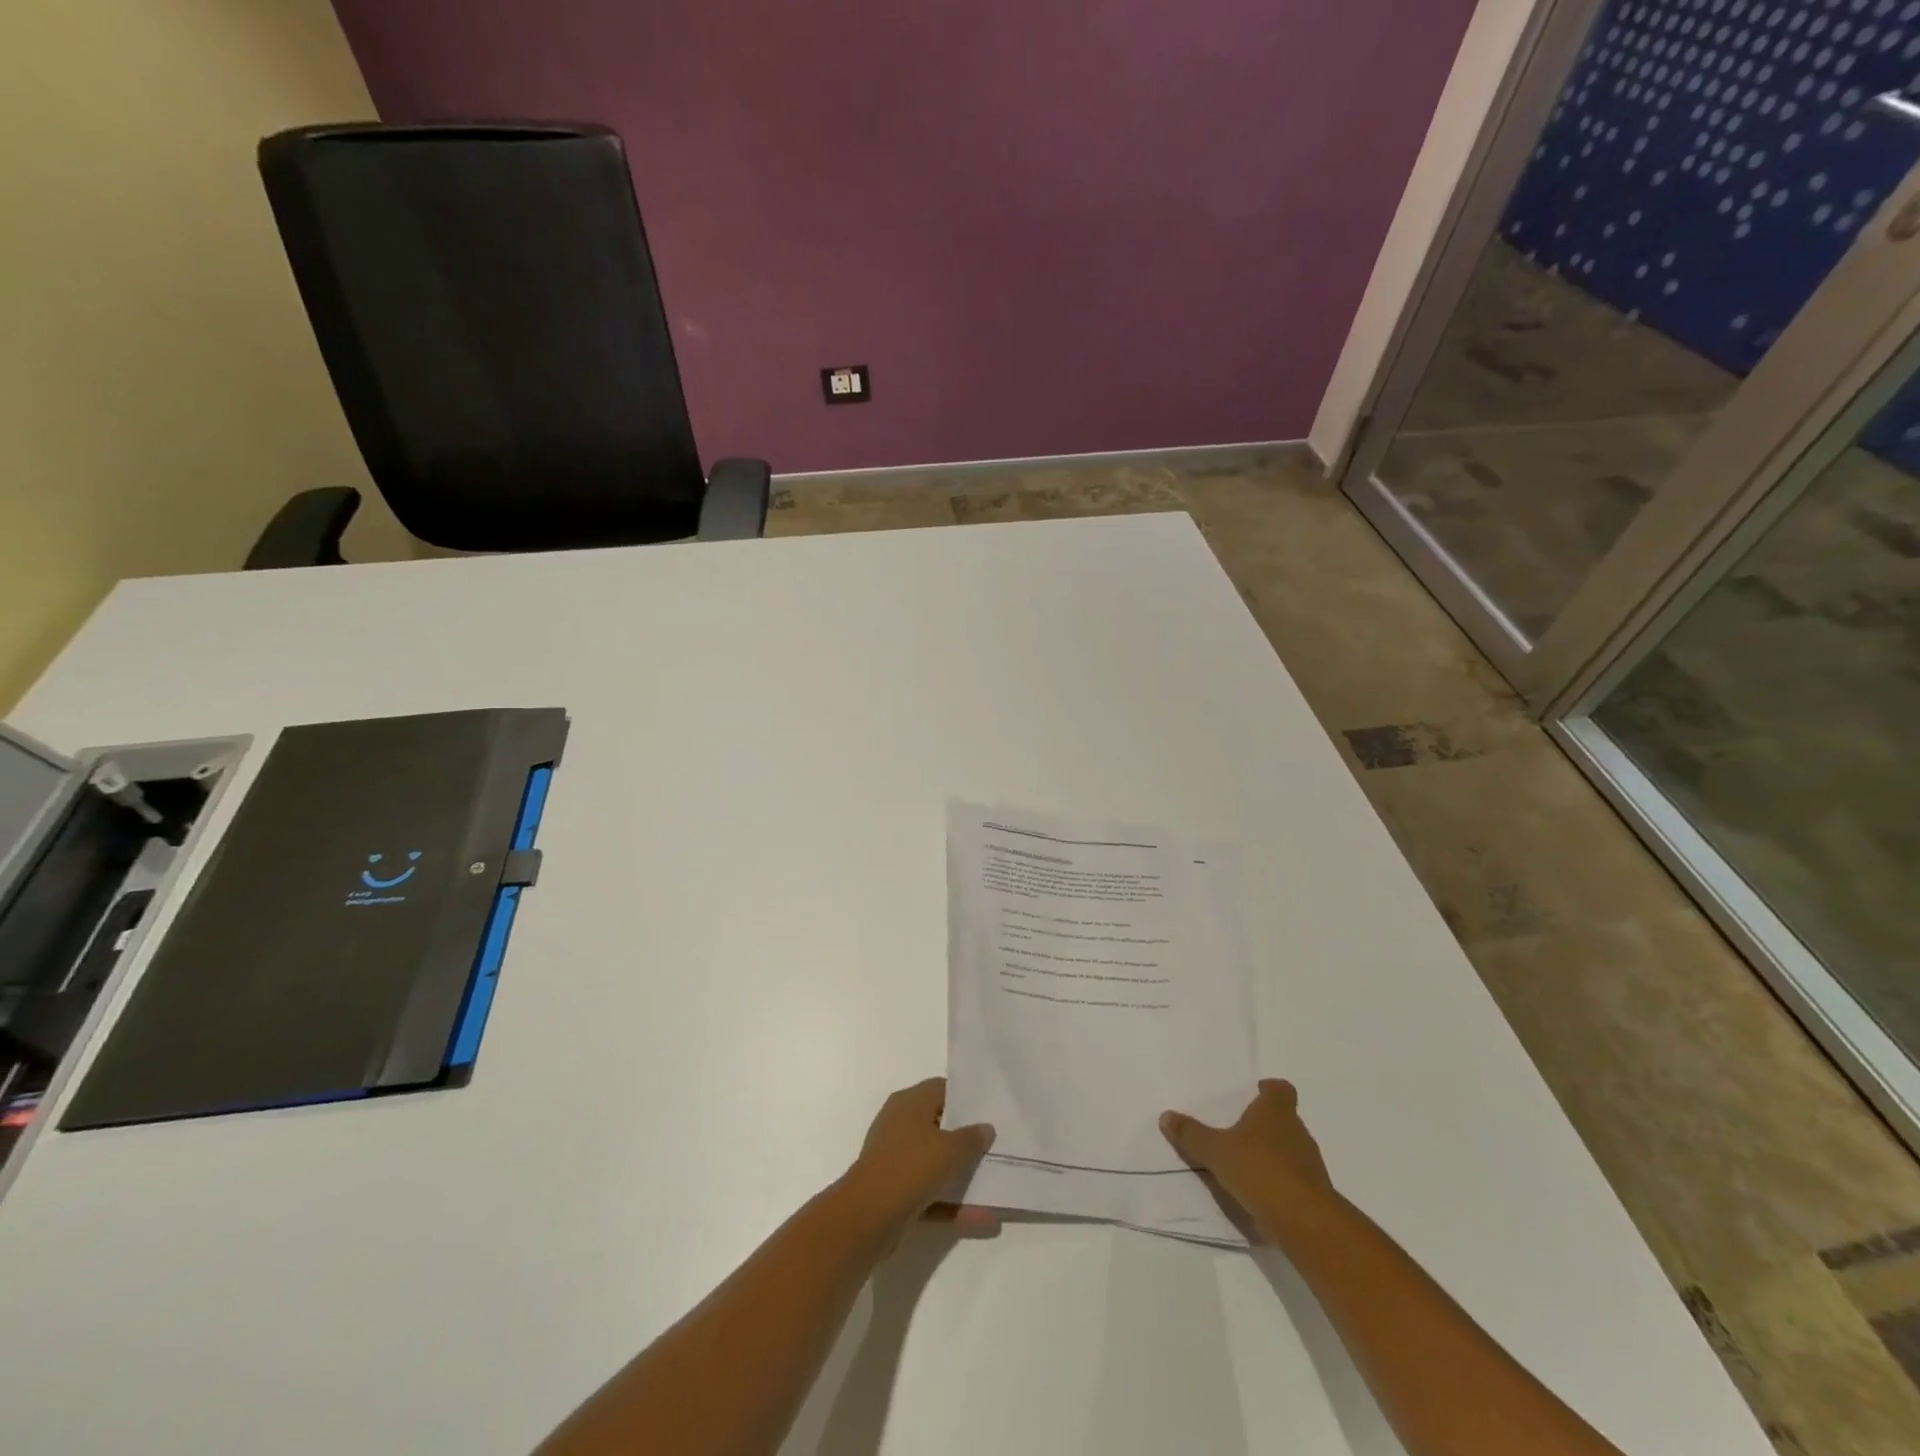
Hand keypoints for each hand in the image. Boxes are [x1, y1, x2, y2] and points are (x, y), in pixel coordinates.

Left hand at [843, 1078, 995, 1242]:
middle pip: (939, 1126)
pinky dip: (953, 1203)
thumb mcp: (950, 1149)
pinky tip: (984, 1218)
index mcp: (910, 1102)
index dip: (966, 1099)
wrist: (867, 1217)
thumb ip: (971, 1138)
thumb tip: (986, 1127)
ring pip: (935, 1163)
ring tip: (996, 1183)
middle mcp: (900, 1124)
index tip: (990, 1111)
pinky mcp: (895, 1191)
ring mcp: (896, 1159)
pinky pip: (931, 1193)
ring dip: (962, 1176)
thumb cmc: (911, 1167)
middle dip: (966, 1139)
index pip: (941, 1089)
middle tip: (996, 1145)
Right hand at [1161, 1079, 1339, 1240]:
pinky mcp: (1315, 1194)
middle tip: (1240, 1131)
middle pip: (1285, 1119)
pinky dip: (1280, 1182)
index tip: (1256, 1093)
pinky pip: (1295, 1179)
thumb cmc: (1259, 1170)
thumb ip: (1191, 1134)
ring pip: (1291, 1150)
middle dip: (1265, 1124)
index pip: (1280, 1089)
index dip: (1269, 1090)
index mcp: (1276, 1111)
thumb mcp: (1215, 1151)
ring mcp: (1311, 1164)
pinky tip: (1260, 1194)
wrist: (1304, 1222)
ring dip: (1273, 1154)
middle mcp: (1297, 1131)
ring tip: (1247, 1165)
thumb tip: (1166, 1116)